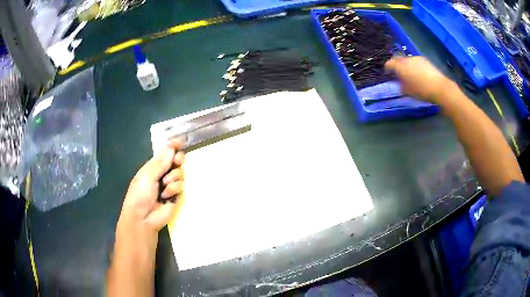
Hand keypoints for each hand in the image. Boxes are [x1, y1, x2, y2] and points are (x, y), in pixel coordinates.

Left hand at [119, 139, 184, 234]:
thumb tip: (171, 149)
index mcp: (152, 167)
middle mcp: (162, 174)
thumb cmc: (139, 195)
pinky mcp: (177, 196)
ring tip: (165, 185)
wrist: (143, 218)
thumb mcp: (146, 176)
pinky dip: (174, 189)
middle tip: (177, 161)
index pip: (164, 153)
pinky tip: (166, 196)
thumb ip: (160, 163)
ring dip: (174, 177)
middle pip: (176, 160)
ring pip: (180, 172)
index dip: (172, 147)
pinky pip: (182, 186)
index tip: (179, 142)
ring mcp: (170, 185)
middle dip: (178, 159)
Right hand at [385, 56, 451, 103]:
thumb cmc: (422, 91)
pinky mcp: (425, 60)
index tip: (388, 74)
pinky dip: (414, 66)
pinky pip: (416, 61)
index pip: (389, 64)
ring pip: (407, 60)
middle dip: (397, 65)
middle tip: (398, 73)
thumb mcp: (408, 92)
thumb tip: (399, 81)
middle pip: (398, 59)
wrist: (439, 88)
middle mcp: (407, 59)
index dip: (387, 68)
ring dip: (406, 65)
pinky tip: (418, 73)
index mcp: (400, 66)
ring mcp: (416, 58)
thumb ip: (400, 85)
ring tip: (409, 74)